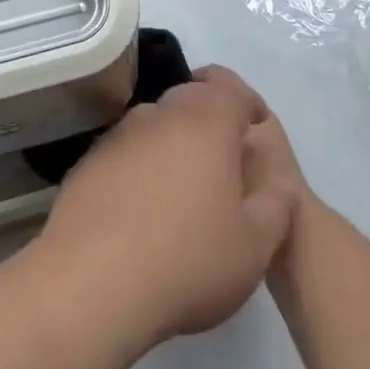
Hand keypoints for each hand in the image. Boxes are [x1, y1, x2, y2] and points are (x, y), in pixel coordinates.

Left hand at [32, 65, 298, 353]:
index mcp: (206, 121)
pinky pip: (127, 152)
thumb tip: (279, 182)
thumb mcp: (255, 246)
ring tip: (183, 190)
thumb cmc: (188, 259)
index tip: (256, 125)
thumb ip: (275, 205)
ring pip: (157, 124)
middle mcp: (161, 113)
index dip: (248, 102)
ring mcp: (120, 133)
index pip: (232, 88)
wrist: (93, 280)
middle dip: (211, 121)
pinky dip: (141, 167)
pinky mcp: (90, 160)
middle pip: (192, 99)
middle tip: (223, 162)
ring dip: (174, 144)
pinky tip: (142, 210)